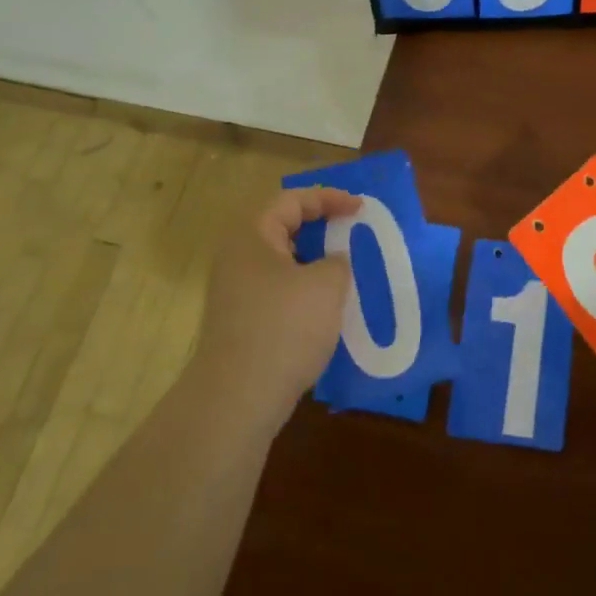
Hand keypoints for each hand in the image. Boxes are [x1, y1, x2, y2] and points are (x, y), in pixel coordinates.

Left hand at [192, 187, 359, 427]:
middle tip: (352, 230)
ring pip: (281, 260)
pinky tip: (326, 306)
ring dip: (314, 259)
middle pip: (282, 227)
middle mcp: (237, 256)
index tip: (360, 208)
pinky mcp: (241, 320)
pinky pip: (278, 289)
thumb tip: (331, 262)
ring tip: (345, 267)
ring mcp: (235, 291)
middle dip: (320, 226)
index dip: (329, 198)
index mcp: (252, 235)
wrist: (237, 398)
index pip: (292, 200)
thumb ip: (337, 262)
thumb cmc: (284, 327)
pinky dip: (304, 287)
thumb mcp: (325, 285)